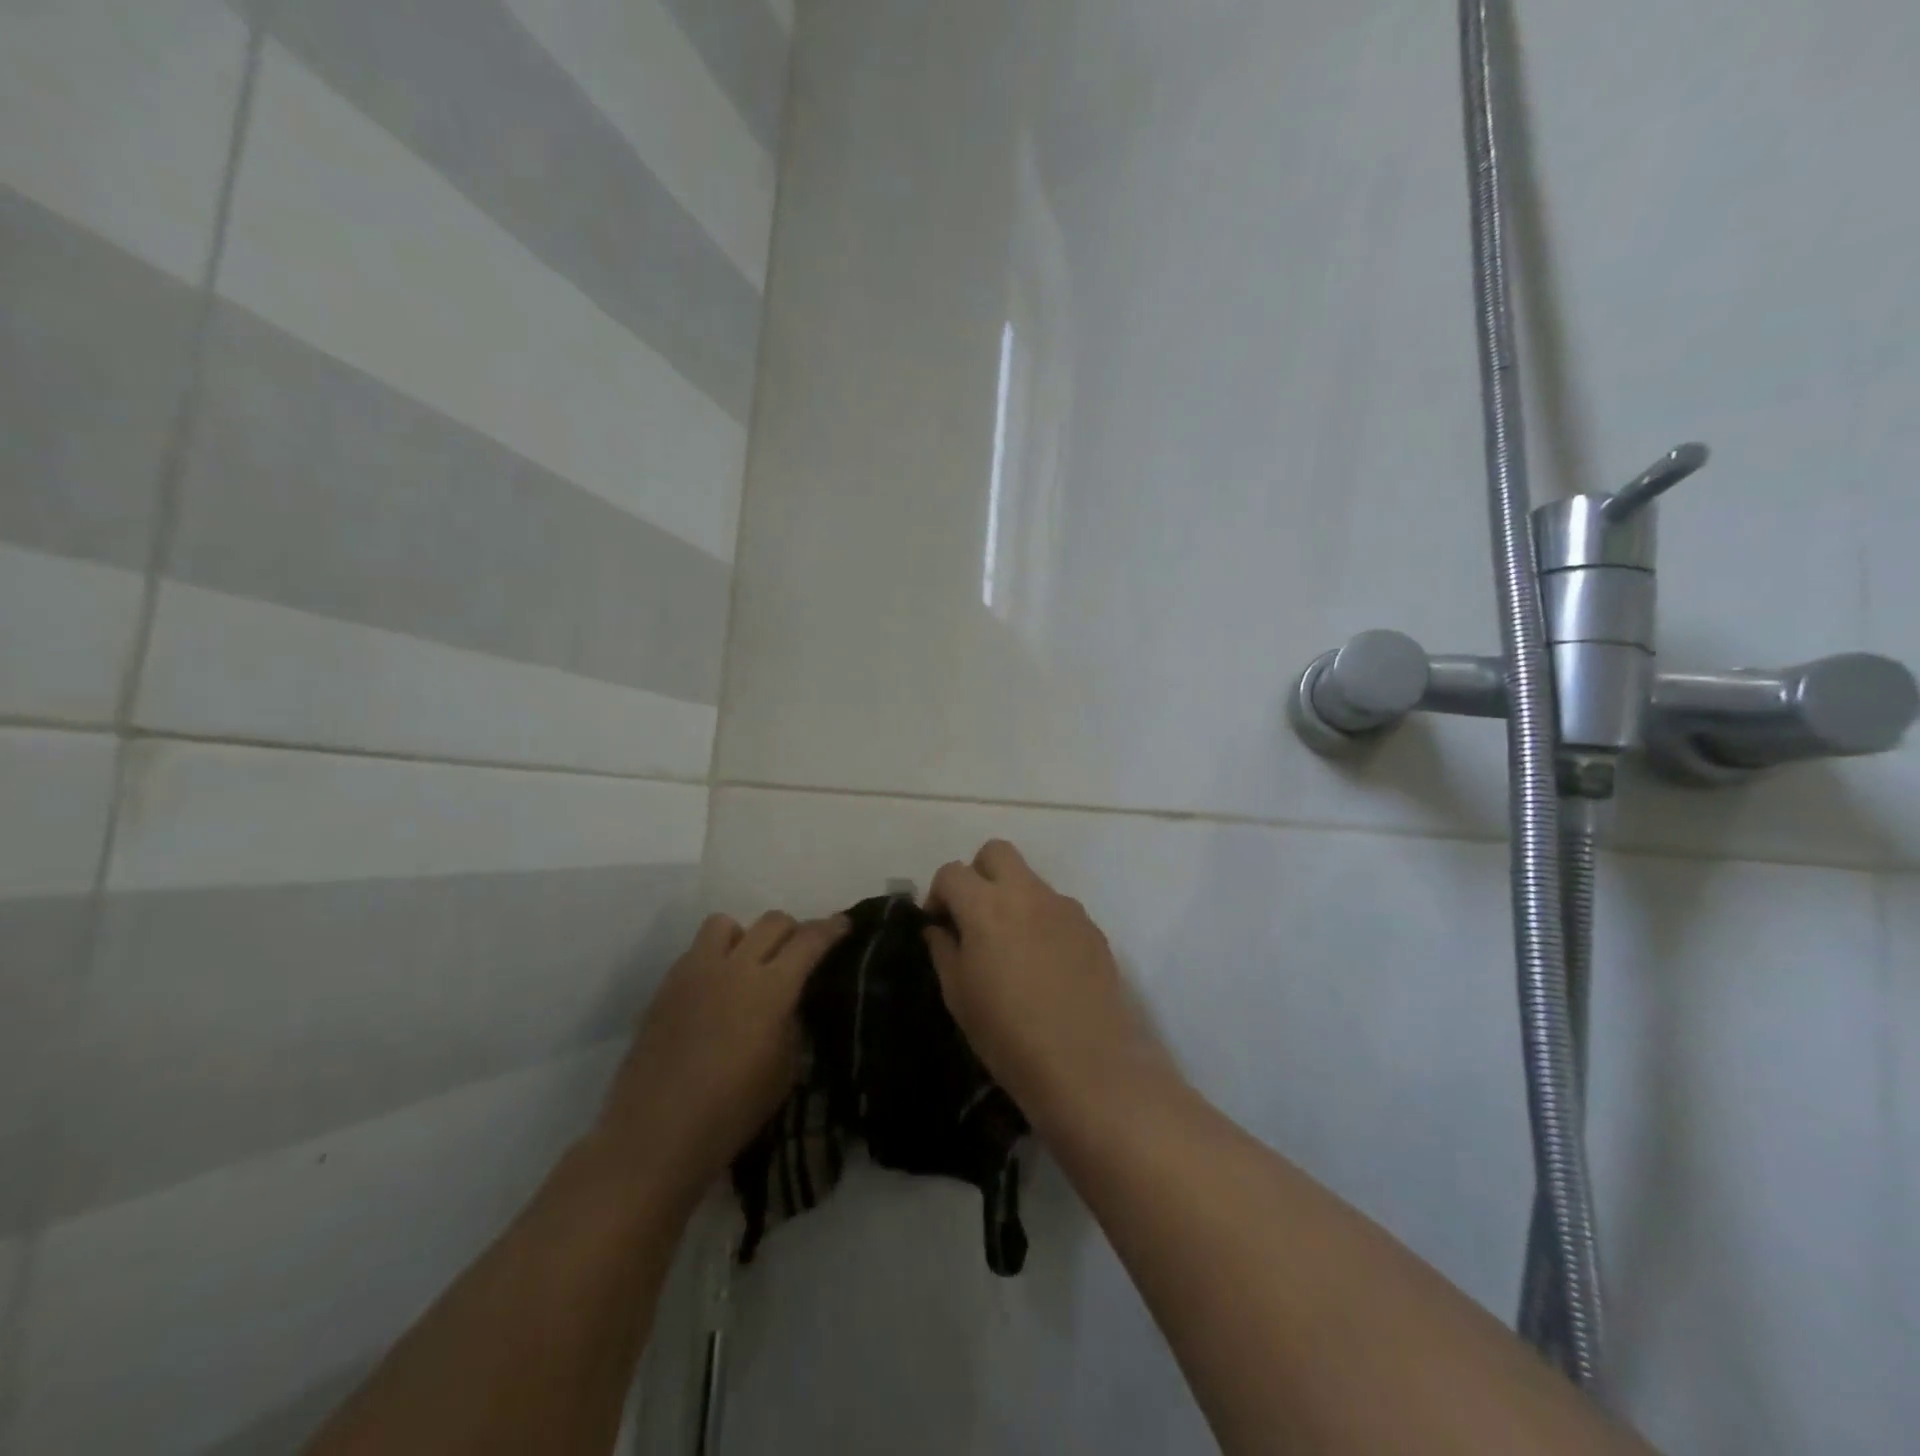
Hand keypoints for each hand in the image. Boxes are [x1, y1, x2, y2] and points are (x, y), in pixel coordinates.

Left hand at [592, 911, 846, 1211]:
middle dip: (793, 930)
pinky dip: (714, 959)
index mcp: (771, 988)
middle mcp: (735, 967)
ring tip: (747, 965)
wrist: (655, 1134)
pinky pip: (696, 951)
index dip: (831, 928)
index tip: (843, 924)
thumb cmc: (732, 1110)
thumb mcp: (784, 1070)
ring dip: (745, 936)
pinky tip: (714, 992)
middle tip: (798, 952)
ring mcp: (695, 972)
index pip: (809, 940)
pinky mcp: (666, 986)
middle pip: (772, 921)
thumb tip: (788, 1003)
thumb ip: (791, 1024)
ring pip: (726, 924)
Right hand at [924, 840, 1177, 1129]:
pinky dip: (1042, 921)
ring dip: (1012, 898)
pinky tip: (1045, 965)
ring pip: (1030, 879)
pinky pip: (1057, 908)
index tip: (939, 925)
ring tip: (1012, 947)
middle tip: (974, 916)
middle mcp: (1027, 893)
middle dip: (978, 874)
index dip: (938, 894)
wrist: (1087, 1063)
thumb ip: (944, 950)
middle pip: (996, 852)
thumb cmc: (1008, 1034)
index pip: (952, 872)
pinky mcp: (1091, 927)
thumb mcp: (959, 995)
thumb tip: (939, 927)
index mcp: (986, 906)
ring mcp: (1064, 907)